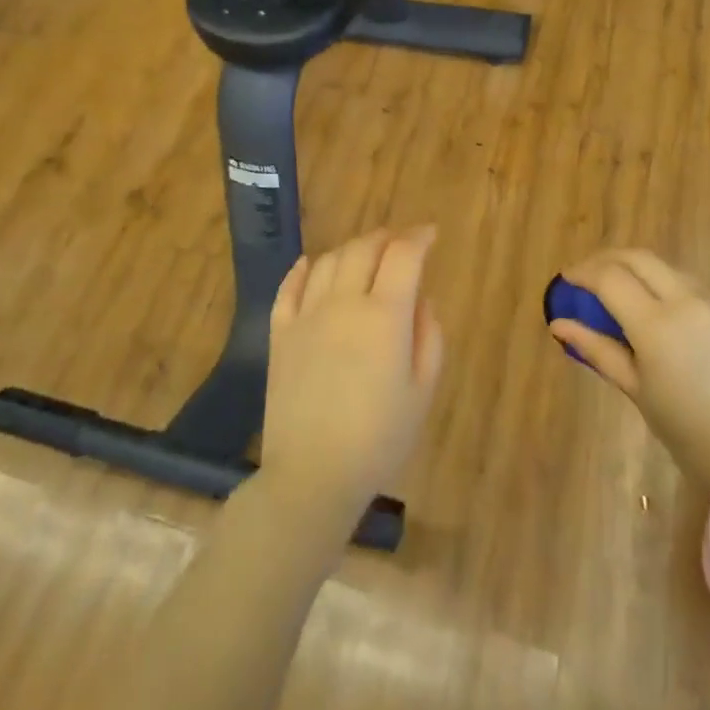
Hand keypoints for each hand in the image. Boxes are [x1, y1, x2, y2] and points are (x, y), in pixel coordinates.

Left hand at [261, 227, 445, 522]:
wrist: (312, 475)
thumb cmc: (379, 439)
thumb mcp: (422, 391)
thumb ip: (428, 337)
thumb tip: (421, 300)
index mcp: (385, 315)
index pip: (403, 255)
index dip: (419, 237)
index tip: (430, 234)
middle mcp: (344, 302)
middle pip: (364, 248)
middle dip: (387, 237)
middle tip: (401, 242)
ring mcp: (307, 315)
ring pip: (329, 261)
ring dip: (351, 249)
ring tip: (365, 255)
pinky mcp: (279, 333)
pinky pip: (289, 287)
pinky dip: (303, 269)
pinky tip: (312, 264)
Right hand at [549, 250, 709, 482]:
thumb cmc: (692, 434)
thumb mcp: (638, 392)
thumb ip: (598, 350)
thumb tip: (559, 324)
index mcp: (657, 325)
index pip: (609, 277)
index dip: (583, 272)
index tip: (568, 280)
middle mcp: (689, 301)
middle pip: (639, 258)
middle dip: (608, 259)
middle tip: (590, 276)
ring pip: (670, 272)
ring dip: (643, 275)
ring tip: (630, 300)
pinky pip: (700, 294)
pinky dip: (676, 298)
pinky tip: (676, 327)